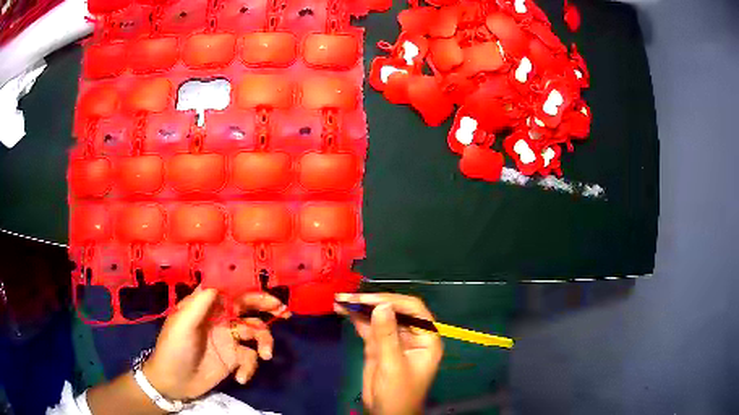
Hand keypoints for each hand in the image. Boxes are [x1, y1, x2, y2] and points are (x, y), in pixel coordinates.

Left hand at [143, 287, 289, 400]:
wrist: (174, 381)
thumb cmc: (174, 347)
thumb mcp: (183, 322)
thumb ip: (201, 301)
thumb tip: (221, 278)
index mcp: (208, 306)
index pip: (232, 291)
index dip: (250, 288)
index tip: (268, 291)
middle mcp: (221, 319)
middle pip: (248, 309)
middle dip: (267, 308)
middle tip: (284, 312)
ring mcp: (228, 340)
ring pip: (255, 334)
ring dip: (264, 344)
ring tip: (265, 356)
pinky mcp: (233, 359)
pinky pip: (250, 359)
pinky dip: (249, 368)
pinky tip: (240, 378)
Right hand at [335, 293, 442, 414]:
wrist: (386, 414)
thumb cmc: (399, 393)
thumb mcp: (393, 365)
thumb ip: (387, 335)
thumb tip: (381, 304)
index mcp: (426, 338)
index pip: (413, 309)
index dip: (391, 300)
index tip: (367, 299)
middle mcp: (411, 335)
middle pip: (393, 310)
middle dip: (371, 302)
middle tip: (349, 297)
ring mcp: (393, 339)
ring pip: (378, 317)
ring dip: (360, 308)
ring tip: (340, 299)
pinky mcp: (378, 346)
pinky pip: (368, 328)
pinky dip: (355, 319)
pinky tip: (342, 310)